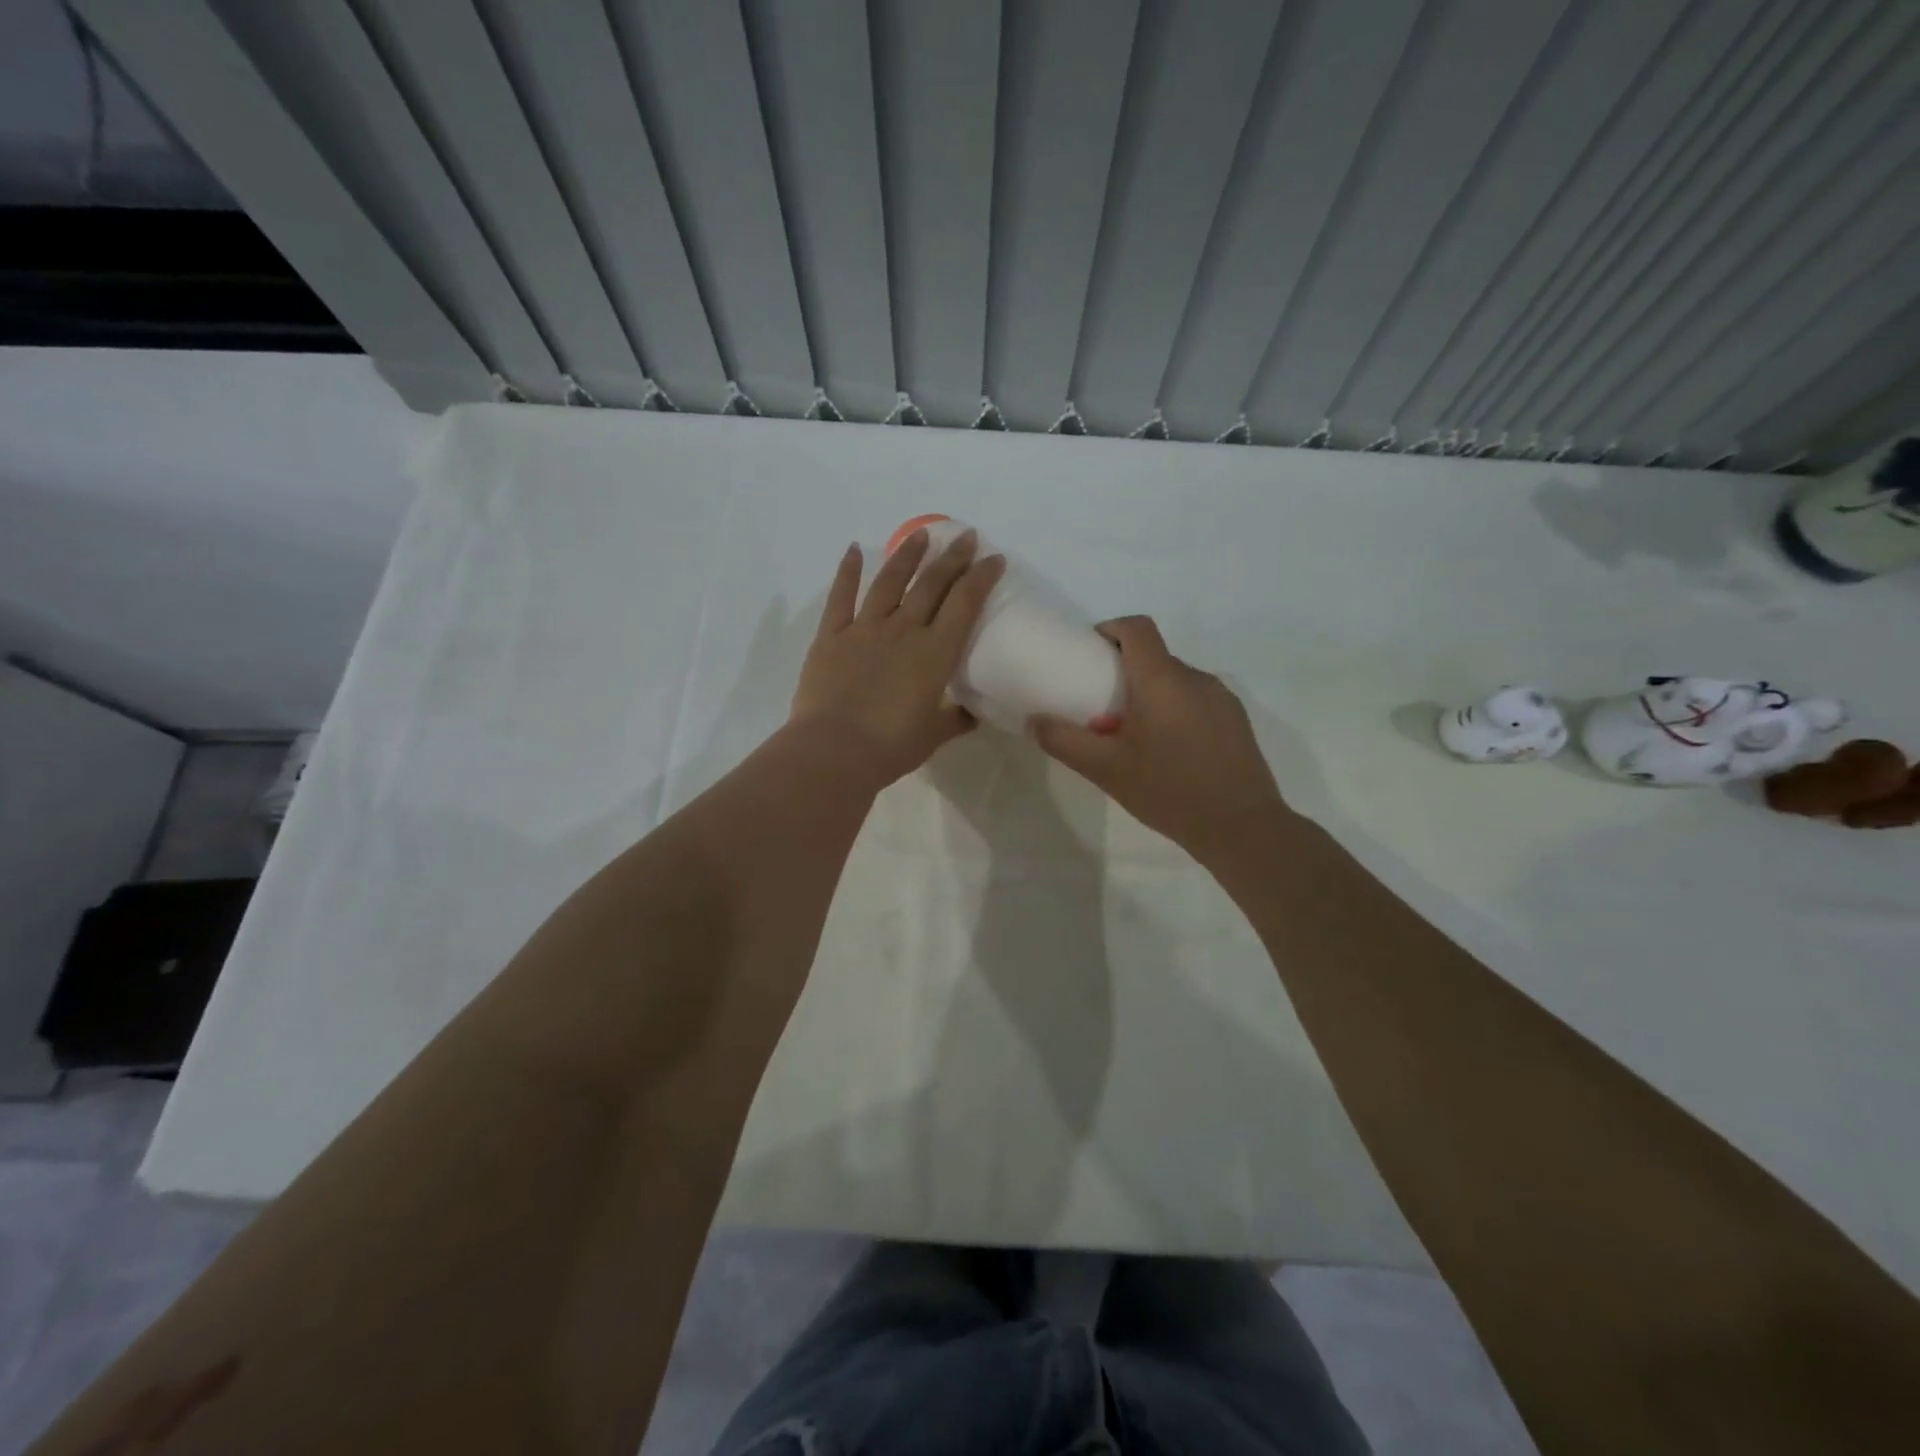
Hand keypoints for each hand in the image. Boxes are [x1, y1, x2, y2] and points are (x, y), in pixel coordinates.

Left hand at [790, 528, 1005, 786]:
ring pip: (890, 582)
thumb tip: (973, 714)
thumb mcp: (932, 737)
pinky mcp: (831, 636)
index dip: (981, 578)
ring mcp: (865, 629)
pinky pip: (841, 597)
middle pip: (931, 584)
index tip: (993, 558)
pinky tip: (854, 550)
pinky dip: (848, 571)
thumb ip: (955, 720)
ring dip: (907, 555)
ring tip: (920, 534)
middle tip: (965, 537)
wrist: (834, 751)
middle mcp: (903, 631)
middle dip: (952, 558)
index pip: (964, 605)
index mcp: (934, 654)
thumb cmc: (890, 747)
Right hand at [1030, 616, 1286, 861]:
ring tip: (1135, 737)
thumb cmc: (1169, 791)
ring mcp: (1221, 698)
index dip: (1110, 629)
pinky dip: (1176, 711)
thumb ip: (1064, 741)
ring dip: (1151, 695)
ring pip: (1176, 681)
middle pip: (1154, 657)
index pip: (1137, 628)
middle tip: (1103, 710)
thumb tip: (1034, 721)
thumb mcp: (1106, 770)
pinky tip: (1170, 753)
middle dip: (1124, 673)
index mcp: (1162, 680)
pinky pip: (1197, 701)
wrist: (1242, 827)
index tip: (1090, 654)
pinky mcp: (1237, 720)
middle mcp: (1195, 678)